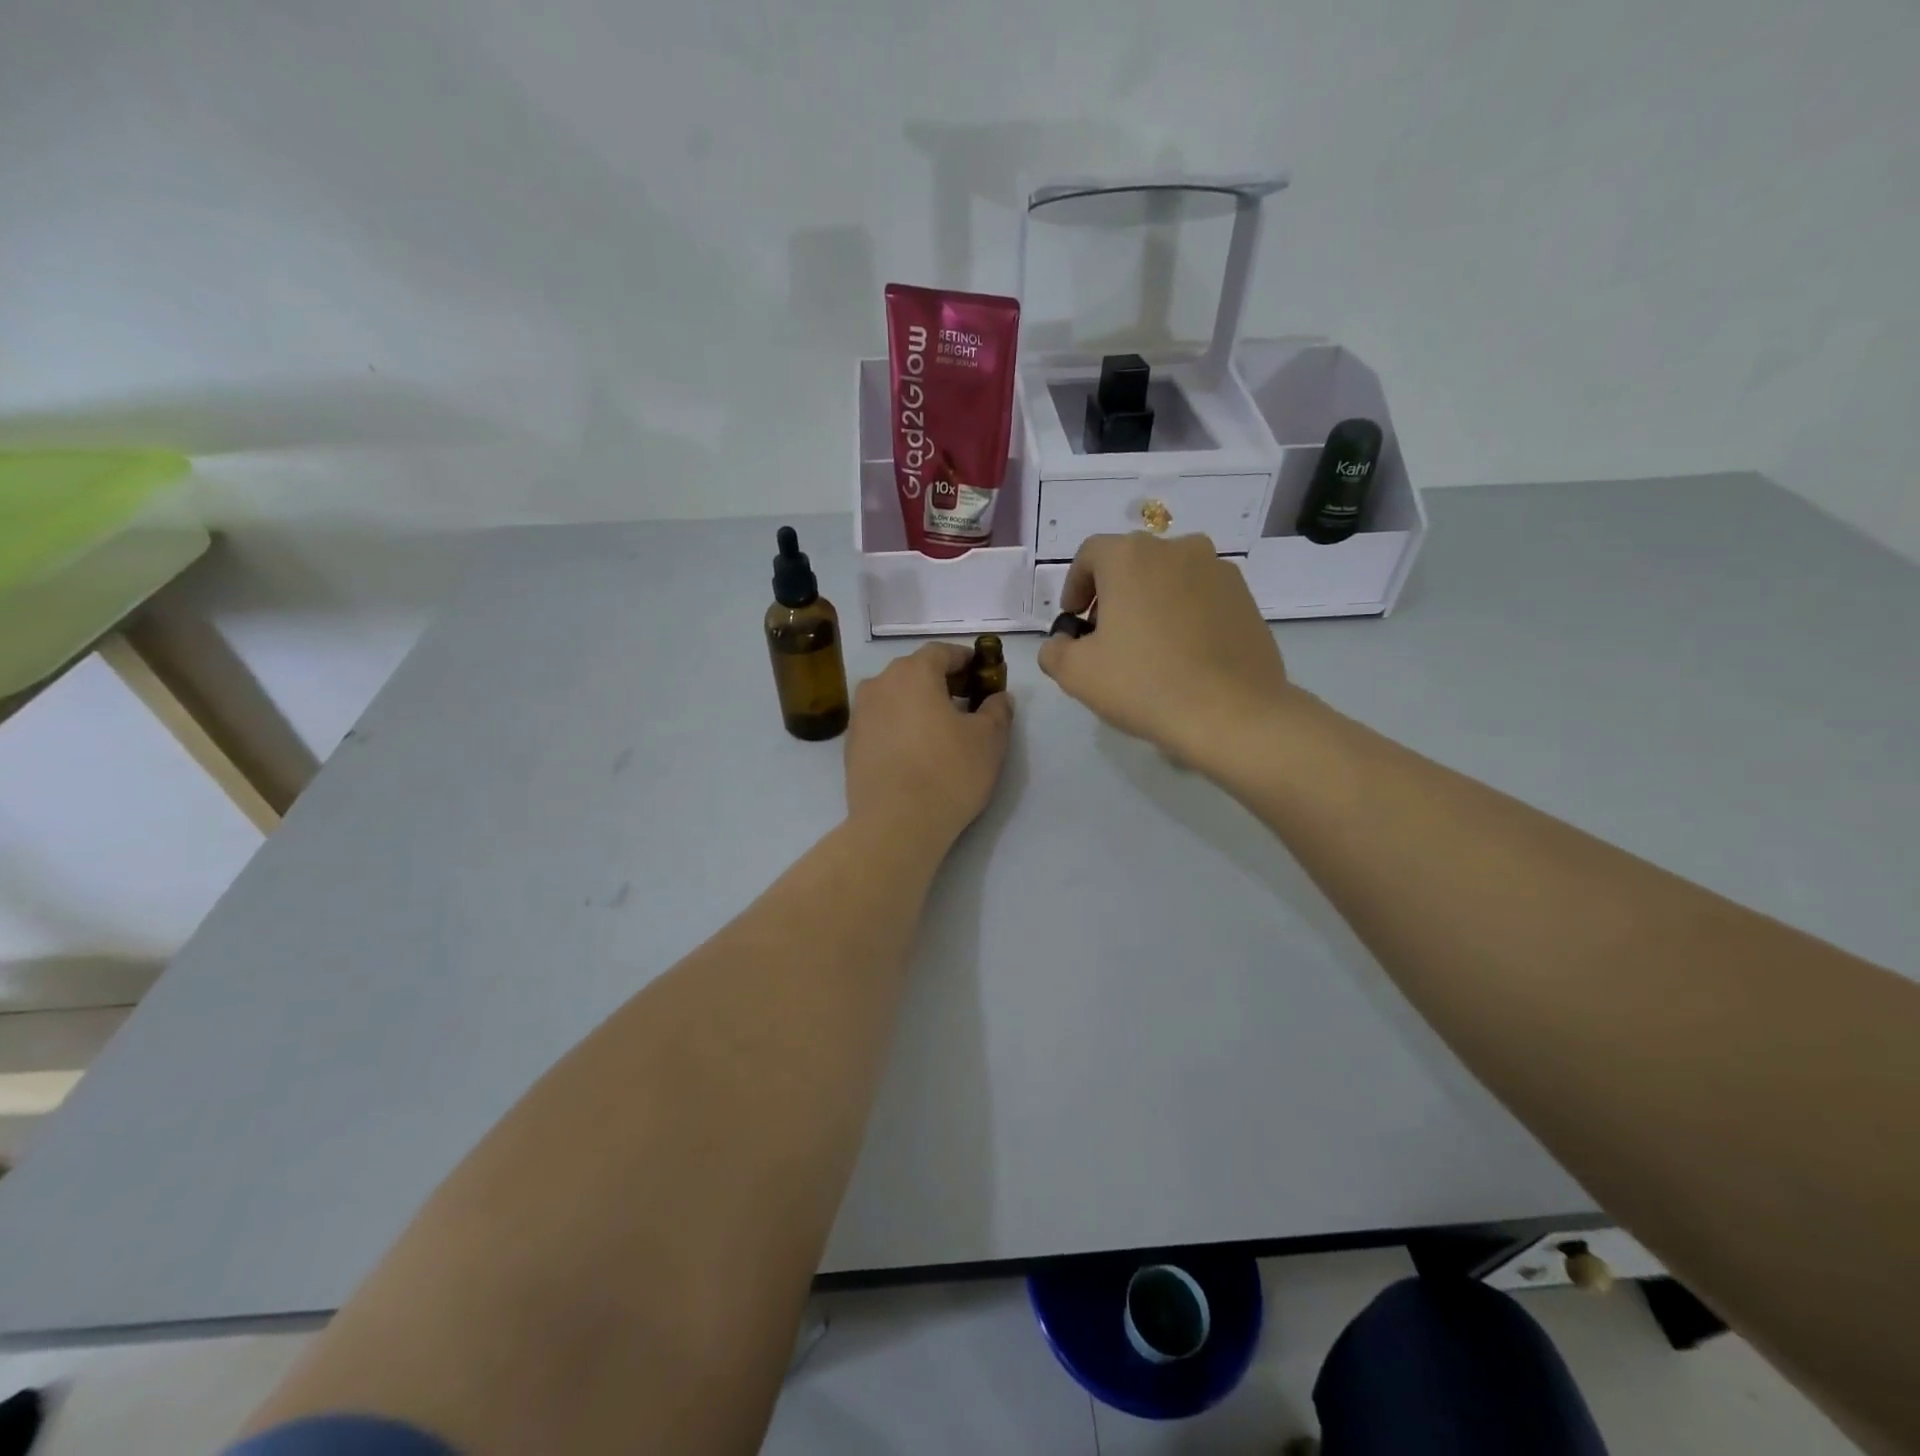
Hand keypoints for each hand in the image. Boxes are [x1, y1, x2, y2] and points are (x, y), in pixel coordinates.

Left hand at [845, 643, 1013, 846]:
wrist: (895, 824)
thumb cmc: (948, 772)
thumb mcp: (989, 740)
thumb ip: (997, 711)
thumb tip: (1000, 697)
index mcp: (913, 673)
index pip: (941, 652)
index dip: (965, 660)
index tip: (982, 674)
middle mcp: (879, 684)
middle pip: (914, 671)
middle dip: (941, 681)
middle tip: (965, 702)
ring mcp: (860, 714)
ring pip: (894, 697)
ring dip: (917, 704)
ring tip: (940, 728)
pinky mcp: (851, 744)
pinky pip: (881, 722)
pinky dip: (900, 726)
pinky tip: (916, 750)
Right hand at [1037, 533, 1292, 762]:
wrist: (1231, 713)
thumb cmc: (1144, 684)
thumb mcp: (1076, 673)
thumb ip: (1055, 650)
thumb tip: (1063, 642)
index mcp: (1130, 556)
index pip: (1090, 555)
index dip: (1075, 586)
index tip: (1073, 620)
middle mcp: (1176, 548)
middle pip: (1131, 563)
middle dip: (1112, 594)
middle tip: (1105, 636)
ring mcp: (1218, 570)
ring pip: (1169, 578)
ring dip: (1150, 602)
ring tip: (1147, 647)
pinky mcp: (1245, 597)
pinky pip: (1201, 597)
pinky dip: (1184, 615)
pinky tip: (1182, 655)